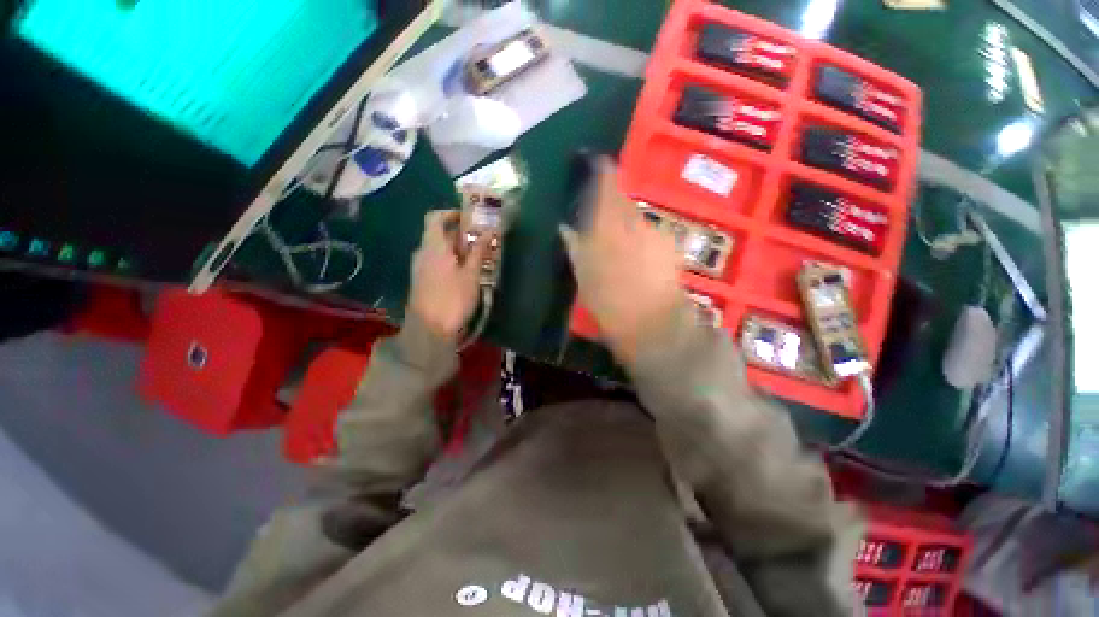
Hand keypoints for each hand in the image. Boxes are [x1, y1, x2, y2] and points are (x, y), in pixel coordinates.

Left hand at [408, 210, 487, 341]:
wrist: (429, 329)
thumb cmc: (453, 298)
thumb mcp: (471, 274)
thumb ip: (478, 251)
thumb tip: (488, 231)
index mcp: (433, 246)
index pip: (435, 217)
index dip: (451, 213)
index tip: (469, 218)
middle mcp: (422, 252)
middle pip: (438, 234)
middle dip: (460, 234)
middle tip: (481, 241)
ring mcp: (419, 267)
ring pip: (438, 249)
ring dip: (456, 249)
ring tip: (477, 258)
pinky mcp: (421, 280)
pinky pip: (435, 262)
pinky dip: (450, 261)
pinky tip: (464, 273)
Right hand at [560, 158, 682, 363]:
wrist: (651, 322)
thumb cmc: (608, 299)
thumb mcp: (583, 273)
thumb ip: (574, 244)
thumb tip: (566, 226)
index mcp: (608, 222)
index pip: (607, 181)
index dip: (599, 168)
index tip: (591, 163)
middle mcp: (634, 219)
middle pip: (622, 197)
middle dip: (609, 201)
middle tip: (598, 216)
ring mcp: (656, 231)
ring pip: (635, 216)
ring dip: (625, 223)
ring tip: (617, 244)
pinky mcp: (670, 244)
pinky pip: (649, 232)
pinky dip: (640, 237)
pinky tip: (636, 256)